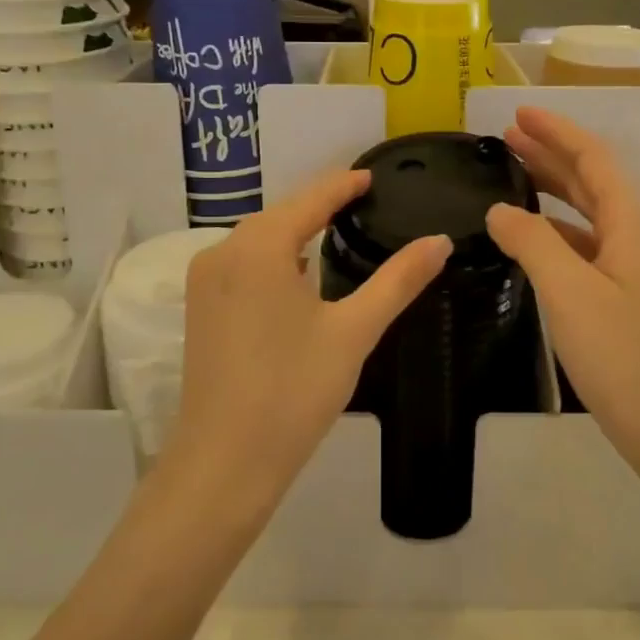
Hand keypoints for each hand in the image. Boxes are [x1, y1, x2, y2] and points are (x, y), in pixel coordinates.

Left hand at [161, 169, 451, 519]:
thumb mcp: (354, 331)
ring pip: (259, 239)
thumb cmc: (293, 392)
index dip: (344, 184)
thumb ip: (398, 280)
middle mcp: (222, 251)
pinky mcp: (200, 308)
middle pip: (281, 214)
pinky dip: (275, 257)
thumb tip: (440, 240)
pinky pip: (243, 264)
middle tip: (365, 201)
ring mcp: (205, 281)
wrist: (224, 464)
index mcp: (258, 246)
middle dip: (320, 205)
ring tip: (339, 228)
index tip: (373, 176)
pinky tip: (299, 271)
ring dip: (296, 231)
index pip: (311, 199)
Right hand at [485, 107, 639, 464]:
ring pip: (586, 212)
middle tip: (505, 140)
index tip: (517, 114)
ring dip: (551, 189)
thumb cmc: (623, 355)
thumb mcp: (569, 291)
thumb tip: (499, 209)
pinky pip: (584, 244)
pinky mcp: (622, 295)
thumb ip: (531, 241)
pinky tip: (528, 237)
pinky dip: (553, 230)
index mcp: (630, 222)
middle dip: (549, 154)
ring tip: (511, 177)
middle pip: (590, 179)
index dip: (556, 131)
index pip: (592, 157)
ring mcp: (631, 267)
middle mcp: (634, 235)